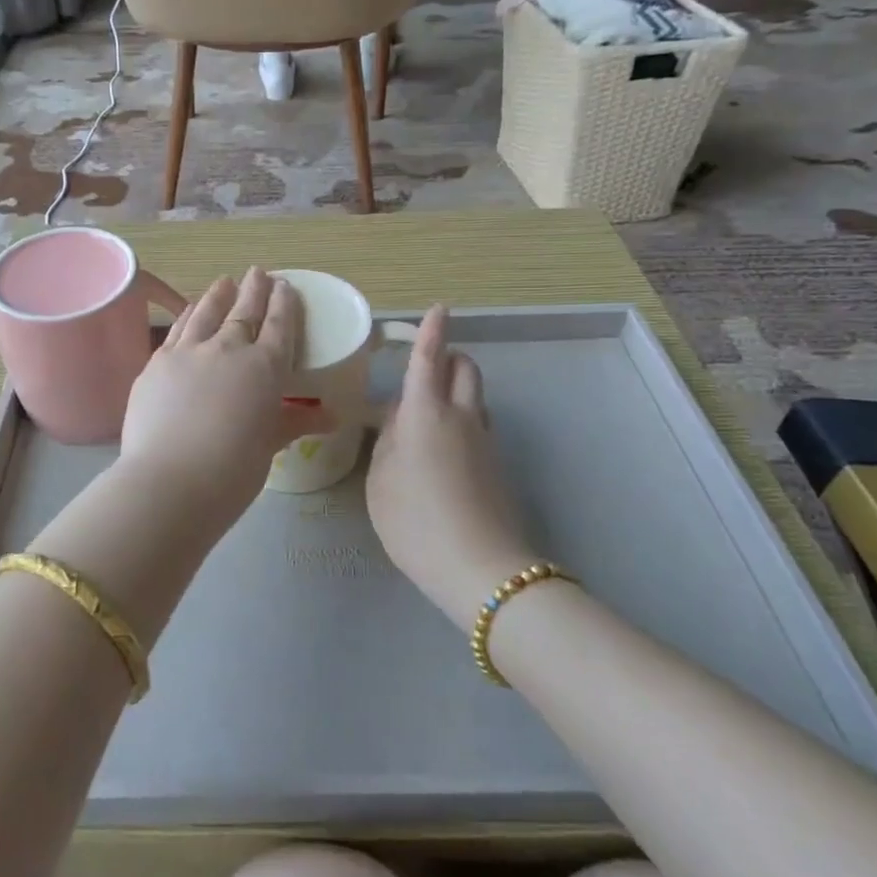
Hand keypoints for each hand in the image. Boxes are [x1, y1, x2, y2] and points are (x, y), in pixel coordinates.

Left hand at [118, 268, 329, 526]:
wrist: (170, 481)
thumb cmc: (233, 471)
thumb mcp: (269, 445)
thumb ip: (294, 422)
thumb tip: (331, 416)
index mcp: (264, 367)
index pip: (278, 325)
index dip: (283, 303)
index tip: (285, 285)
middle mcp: (227, 349)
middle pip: (243, 310)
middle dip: (254, 289)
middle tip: (258, 272)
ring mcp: (188, 352)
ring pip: (206, 312)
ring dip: (218, 294)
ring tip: (224, 282)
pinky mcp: (157, 363)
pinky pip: (177, 329)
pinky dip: (187, 315)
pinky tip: (189, 310)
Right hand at [367, 306, 535, 621]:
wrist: (481, 569)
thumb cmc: (415, 520)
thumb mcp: (380, 480)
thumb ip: (387, 442)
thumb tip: (398, 422)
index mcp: (426, 413)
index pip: (430, 358)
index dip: (432, 330)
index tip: (439, 308)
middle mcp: (461, 416)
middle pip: (465, 368)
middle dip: (449, 355)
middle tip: (423, 365)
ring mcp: (485, 441)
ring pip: (474, 396)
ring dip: (454, 388)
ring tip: (424, 414)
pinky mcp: (496, 465)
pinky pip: (478, 424)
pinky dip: (461, 418)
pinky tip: (440, 449)